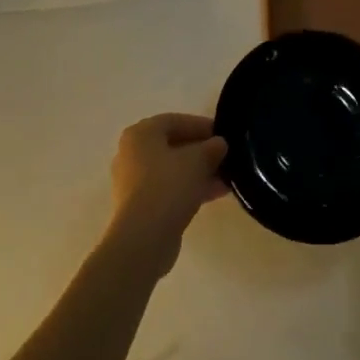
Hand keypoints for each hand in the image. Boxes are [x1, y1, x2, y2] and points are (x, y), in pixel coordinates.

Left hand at [107, 113, 228, 272]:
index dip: (201, 126)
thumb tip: (219, 144)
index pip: (175, 121)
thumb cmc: (168, 186)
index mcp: (141, 134)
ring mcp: (133, 181)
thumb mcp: (197, 160)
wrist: (144, 238)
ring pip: (172, 169)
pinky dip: (189, 188)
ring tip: (227, 178)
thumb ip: (211, 148)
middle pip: (173, 145)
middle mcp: (132, 153)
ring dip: (199, 172)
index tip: (224, 135)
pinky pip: (168, 189)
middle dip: (202, 151)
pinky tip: (215, 194)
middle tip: (226, 157)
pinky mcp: (139, 206)